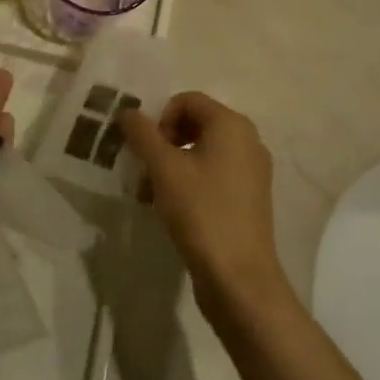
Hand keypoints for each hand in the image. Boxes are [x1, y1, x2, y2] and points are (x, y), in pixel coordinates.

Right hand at [117, 91, 291, 328]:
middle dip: (164, 142)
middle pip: (196, 124)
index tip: (146, 150)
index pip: (187, 100)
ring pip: (203, 152)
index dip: (160, 119)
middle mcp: (248, 141)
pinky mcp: (250, 199)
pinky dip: (191, 182)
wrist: (239, 278)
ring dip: (173, 164)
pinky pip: (215, 175)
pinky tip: (173, 208)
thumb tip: (127, 111)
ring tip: (153, 193)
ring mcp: (252, 171)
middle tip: (147, 169)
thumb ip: (142, 134)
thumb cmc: (201, 212)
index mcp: (232, 125)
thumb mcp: (163, 168)